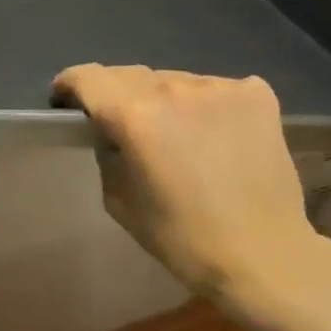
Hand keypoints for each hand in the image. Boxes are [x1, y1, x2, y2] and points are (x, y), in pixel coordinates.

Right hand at [52, 65, 324, 320]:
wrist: (265, 256)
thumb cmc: (183, 239)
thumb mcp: (119, 201)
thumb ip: (107, 154)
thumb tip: (112, 132)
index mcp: (135, 116)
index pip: (89, 78)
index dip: (70, 85)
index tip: (65, 100)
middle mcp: (175, 89)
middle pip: (129, 75)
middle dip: (115, 94)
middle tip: (120, 123)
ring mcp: (221, 87)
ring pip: (174, 81)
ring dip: (163, 99)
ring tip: (175, 133)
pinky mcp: (256, 95)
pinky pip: (215, 89)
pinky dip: (206, 105)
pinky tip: (215, 134)